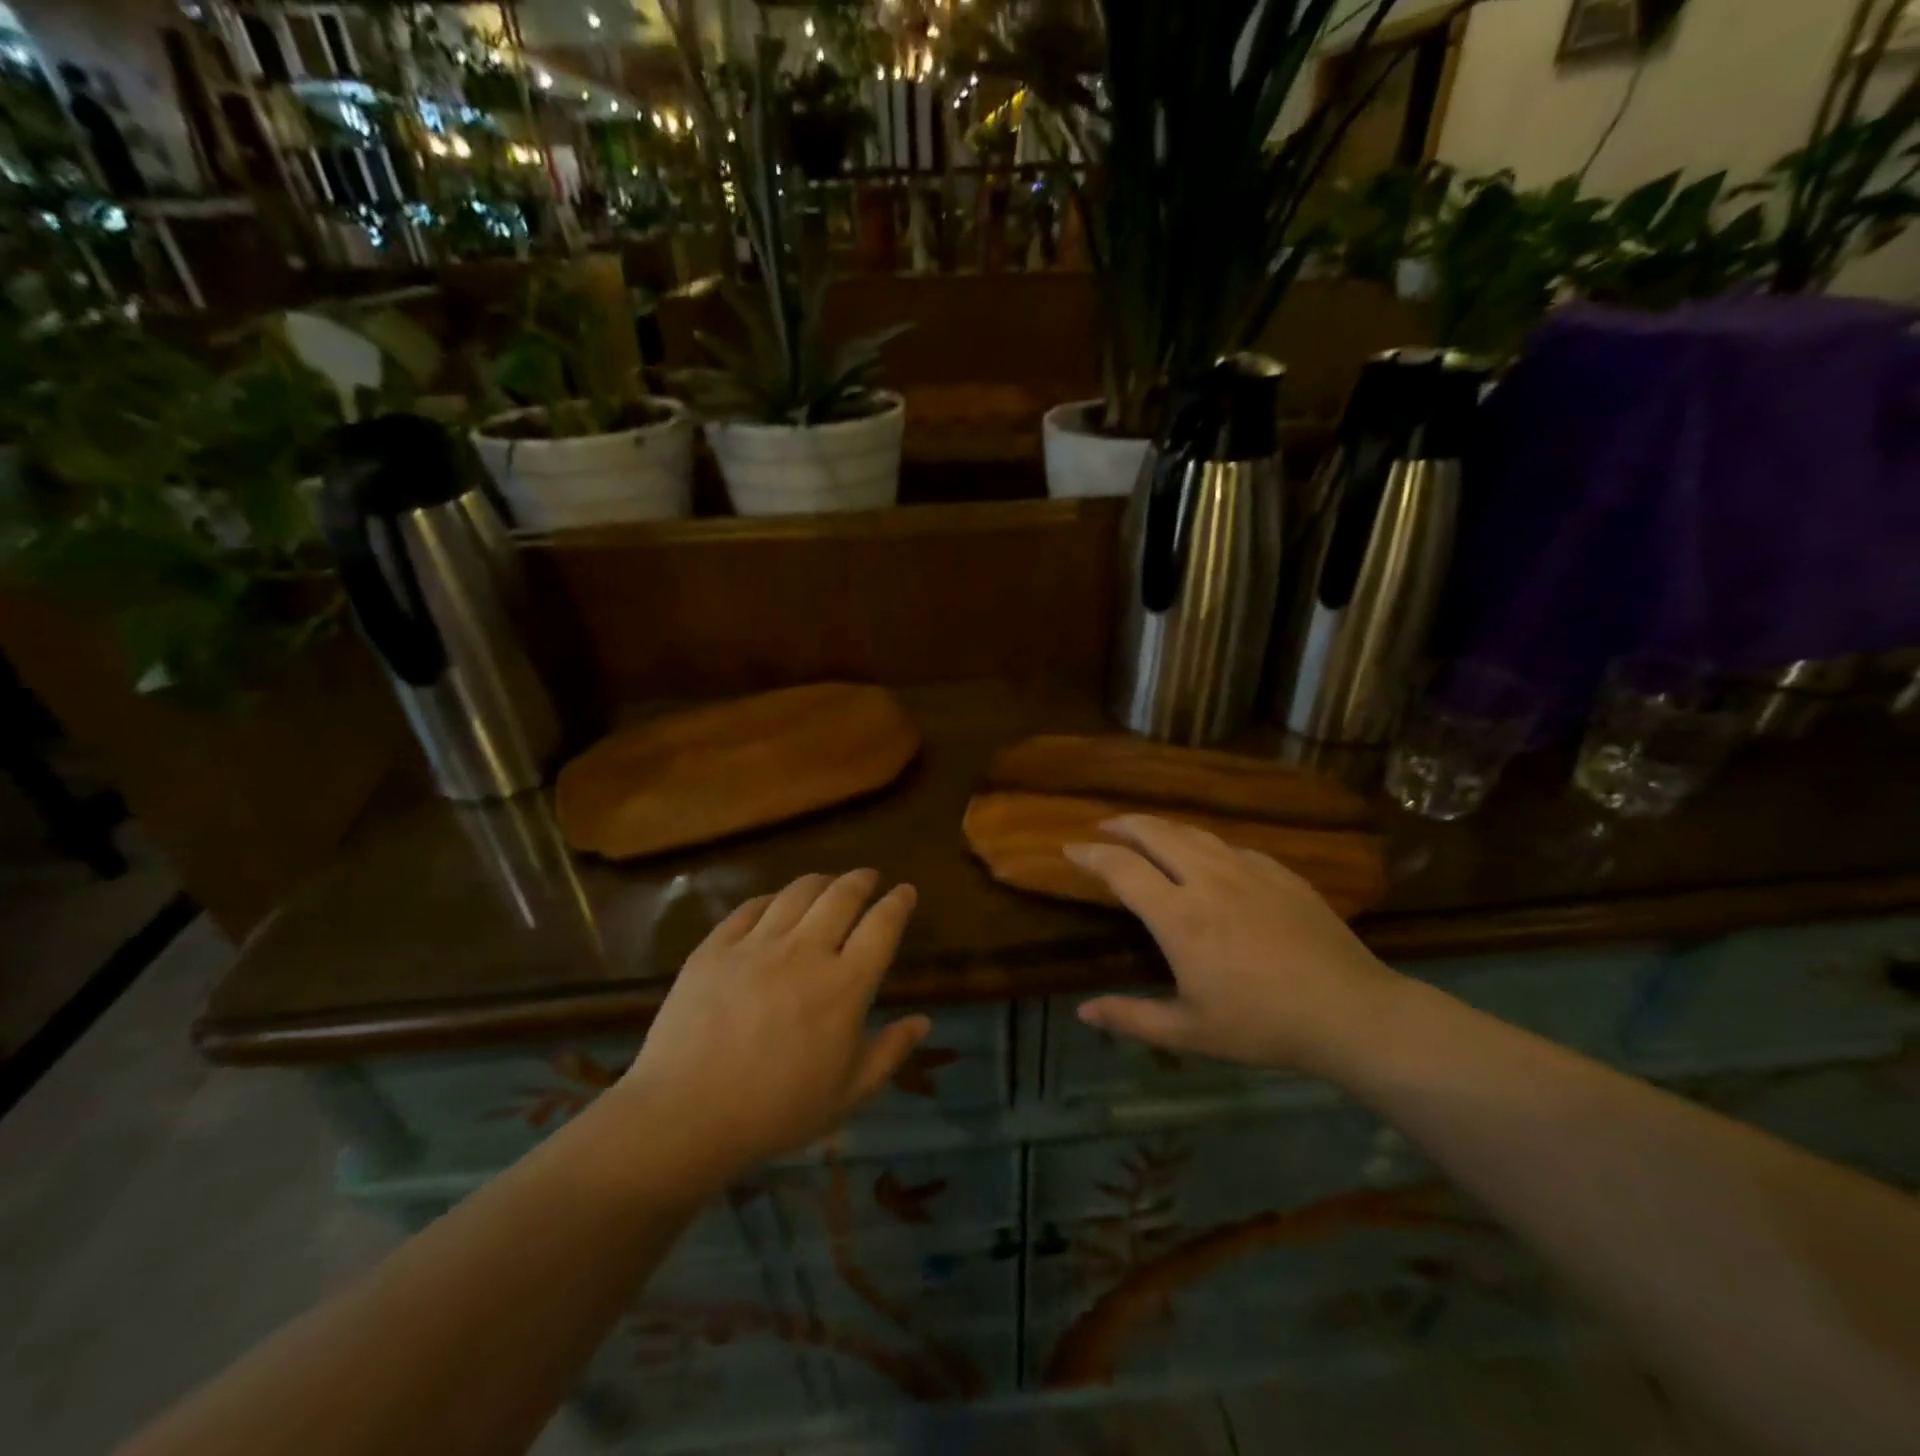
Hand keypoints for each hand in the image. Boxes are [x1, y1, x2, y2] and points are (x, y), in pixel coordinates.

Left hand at [611, 870, 927, 1184]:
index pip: (882, 927)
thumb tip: (924, 1021)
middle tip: (868, 878)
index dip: (899, 903)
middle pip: (842, 895)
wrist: (685, 1117)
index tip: (906, 891)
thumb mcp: (848, 1094)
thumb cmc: (776, 1112)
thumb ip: (890, 1053)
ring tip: (827, 883)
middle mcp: (805, 952)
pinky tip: (775, 903)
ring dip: (820, 881)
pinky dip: (772, 899)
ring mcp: (757, 945)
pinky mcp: (716, 947)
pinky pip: (751, 907)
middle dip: (862, 880)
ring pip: (797, 892)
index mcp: (844, 986)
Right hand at [1068, 816, 1403, 1076]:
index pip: (1121, 869)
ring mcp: (1248, 870)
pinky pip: (1231, 846)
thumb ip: (1132, 1018)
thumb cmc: (1262, 1025)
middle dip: (1123, 824)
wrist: (1351, 1012)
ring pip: (1193, 833)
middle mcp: (1208, 880)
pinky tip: (1206, 856)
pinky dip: (1204, 843)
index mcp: (1179, 917)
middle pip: (1155, 833)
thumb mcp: (1189, 1032)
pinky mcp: (1280, 873)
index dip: (1091, 855)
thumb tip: (1083, 1012)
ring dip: (1161, 827)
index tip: (1069, 849)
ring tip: (1145, 830)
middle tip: (1103, 827)